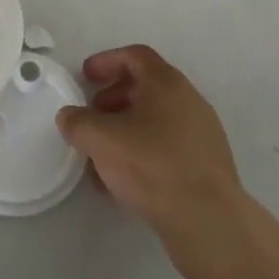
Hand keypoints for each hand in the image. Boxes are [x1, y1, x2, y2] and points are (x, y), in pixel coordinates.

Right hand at [56, 45, 254, 278]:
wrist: (209, 223)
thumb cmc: (154, 166)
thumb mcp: (103, 140)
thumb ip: (79, 123)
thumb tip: (69, 117)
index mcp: (167, 83)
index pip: (135, 56)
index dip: (107, 61)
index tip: (85, 77)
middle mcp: (188, 100)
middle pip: (145, 88)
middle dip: (113, 99)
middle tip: (91, 119)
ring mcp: (201, 134)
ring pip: (154, 121)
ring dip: (124, 131)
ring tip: (100, 158)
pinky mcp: (205, 166)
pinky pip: (166, 148)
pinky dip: (141, 154)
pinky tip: (122, 183)